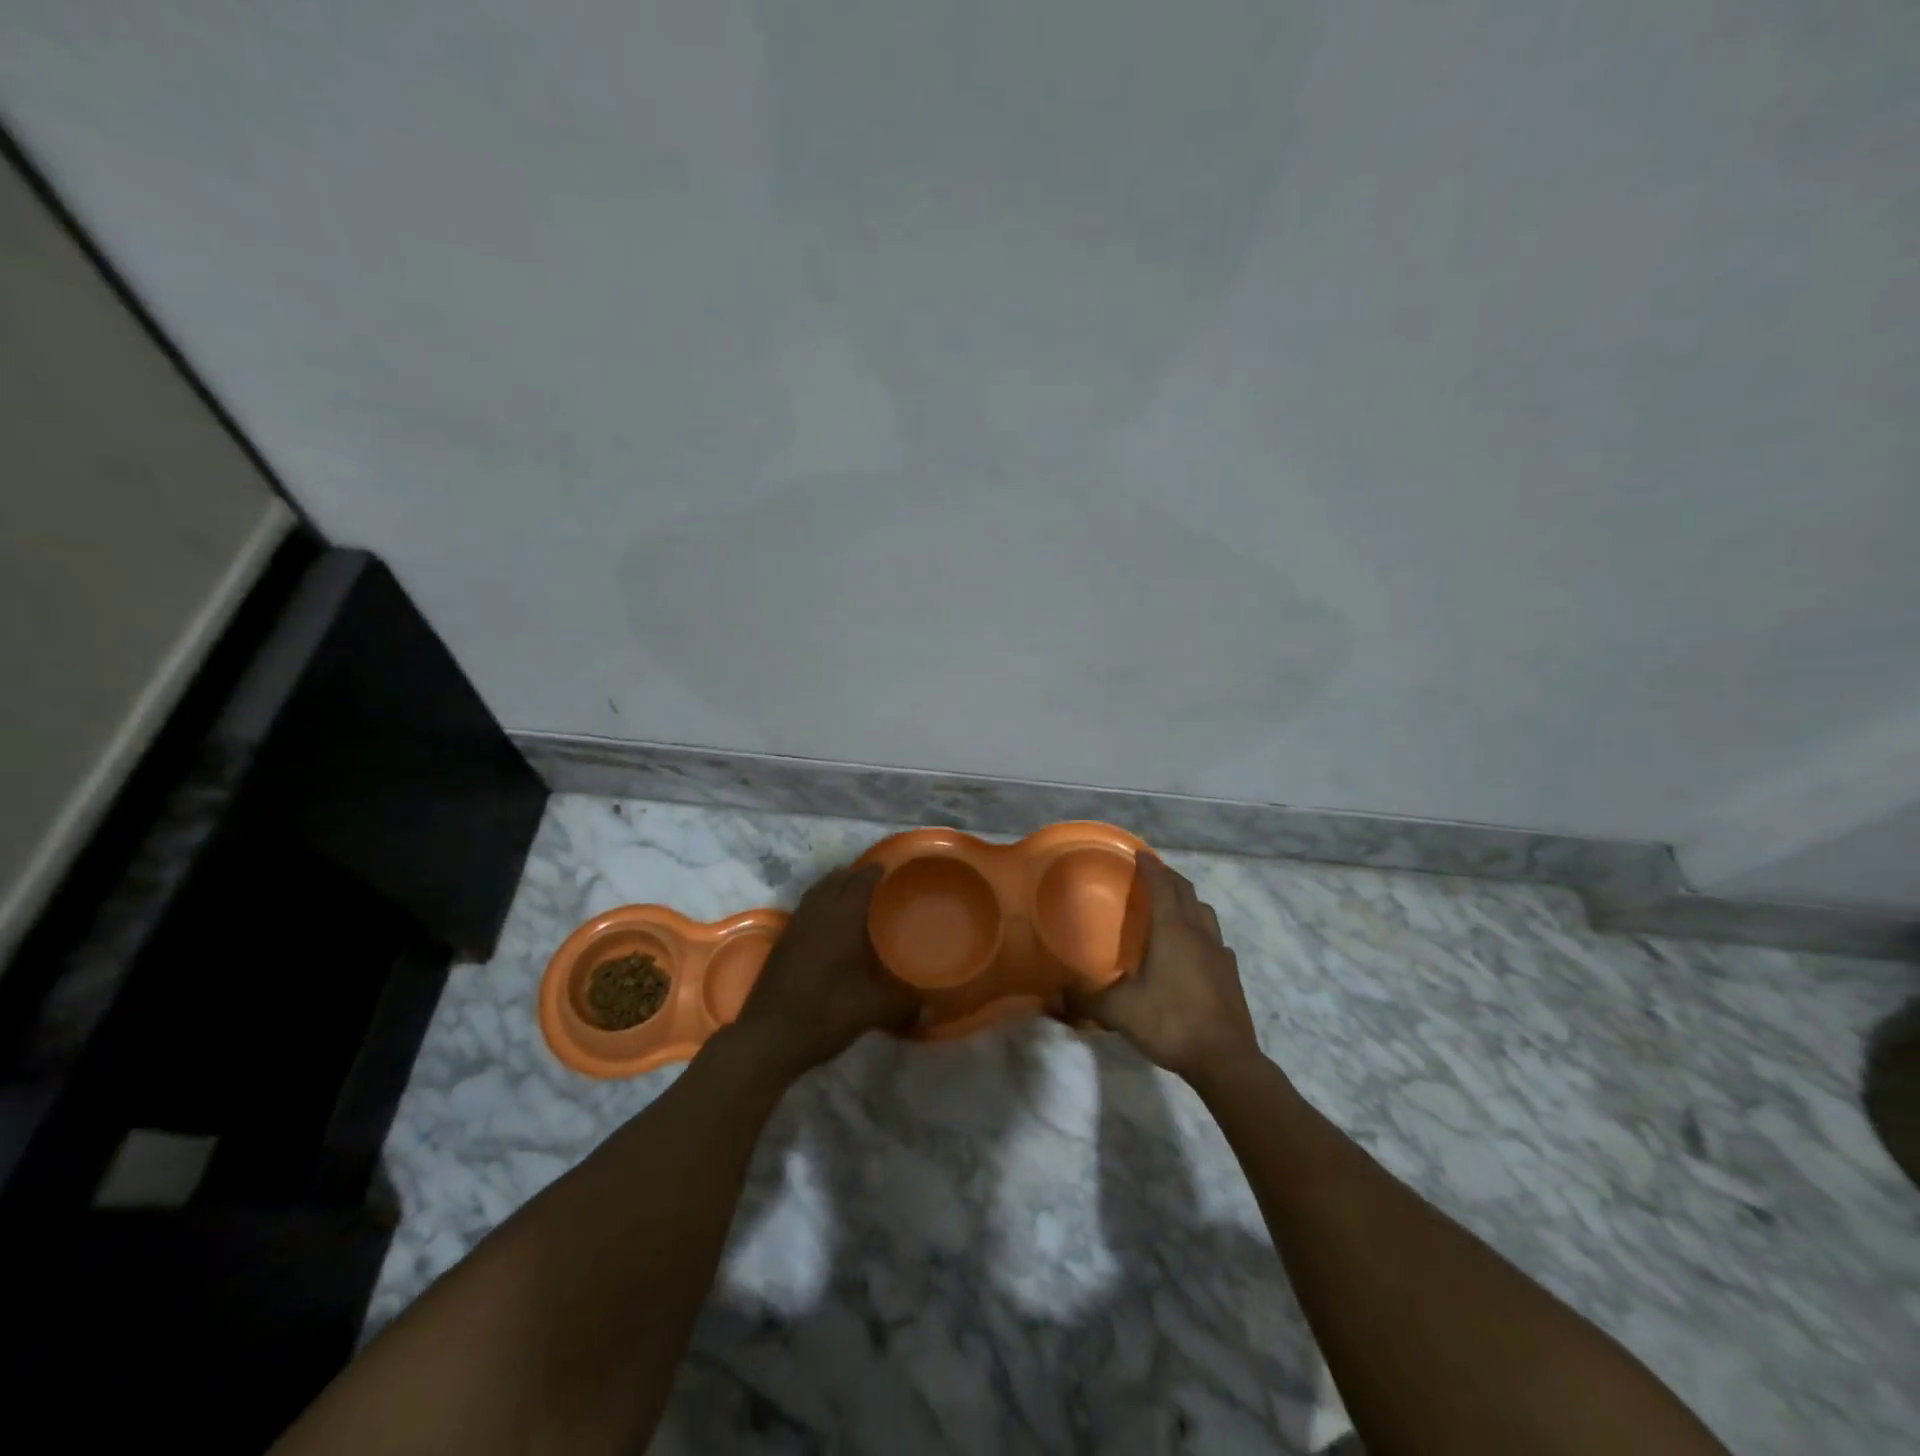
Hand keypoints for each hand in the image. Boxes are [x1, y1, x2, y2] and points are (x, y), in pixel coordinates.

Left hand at [730, 864, 918, 1079]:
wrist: (766, 1037)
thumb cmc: (823, 1013)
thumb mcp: (871, 1011)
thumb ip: (904, 1006)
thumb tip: (933, 1013)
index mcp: (841, 919)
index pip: (860, 881)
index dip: (875, 871)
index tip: (891, 867)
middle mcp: (816, 914)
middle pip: (836, 880)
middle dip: (855, 876)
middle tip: (878, 882)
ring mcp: (795, 927)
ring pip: (817, 893)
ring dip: (835, 888)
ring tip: (854, 896)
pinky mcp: (782, 943)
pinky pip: (806, 909)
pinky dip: (820, 905)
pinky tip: (830, 926)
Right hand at [1065, 854, 1259, 1081]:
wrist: (1225, 1061)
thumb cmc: (1171, 1023)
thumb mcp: (1120, 1012)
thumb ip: (1085, 1001)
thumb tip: (1051, 998)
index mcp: (1172, 931)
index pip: (1162, 885)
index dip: (1150, 866)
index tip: (1139, 852)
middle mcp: (1198, 933)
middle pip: (1186, 891)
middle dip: (1169, 877)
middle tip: (1151, 873)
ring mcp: (1219, 953)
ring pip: (1205, 913)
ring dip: (1188, 901)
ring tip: (1173, 905)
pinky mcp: (1230, 974)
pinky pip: (1216, 940)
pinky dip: (1202, 932)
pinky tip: (1194, 949)